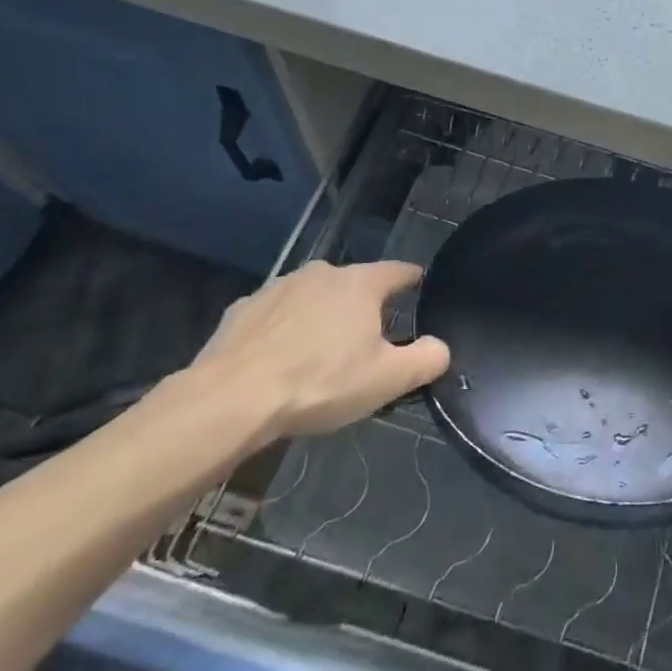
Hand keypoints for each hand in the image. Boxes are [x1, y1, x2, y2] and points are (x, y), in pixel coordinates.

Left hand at [193, 260, 449, 445]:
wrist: (230, 399)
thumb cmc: (320, 382)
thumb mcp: (387, 379)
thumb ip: (426, 359)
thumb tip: (441, 347)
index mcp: (360, 283)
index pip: (399, 271)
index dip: (413, 280)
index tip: (421, 287)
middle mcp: (321, 273)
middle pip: (354, 284)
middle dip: (365, 306)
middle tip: (369, 340)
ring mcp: (278, 288)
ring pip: (313, 297)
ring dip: (322, 316)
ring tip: (322, 353)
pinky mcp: (243, 309)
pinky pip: (276, 315)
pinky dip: (284, 330)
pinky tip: (279, 360)